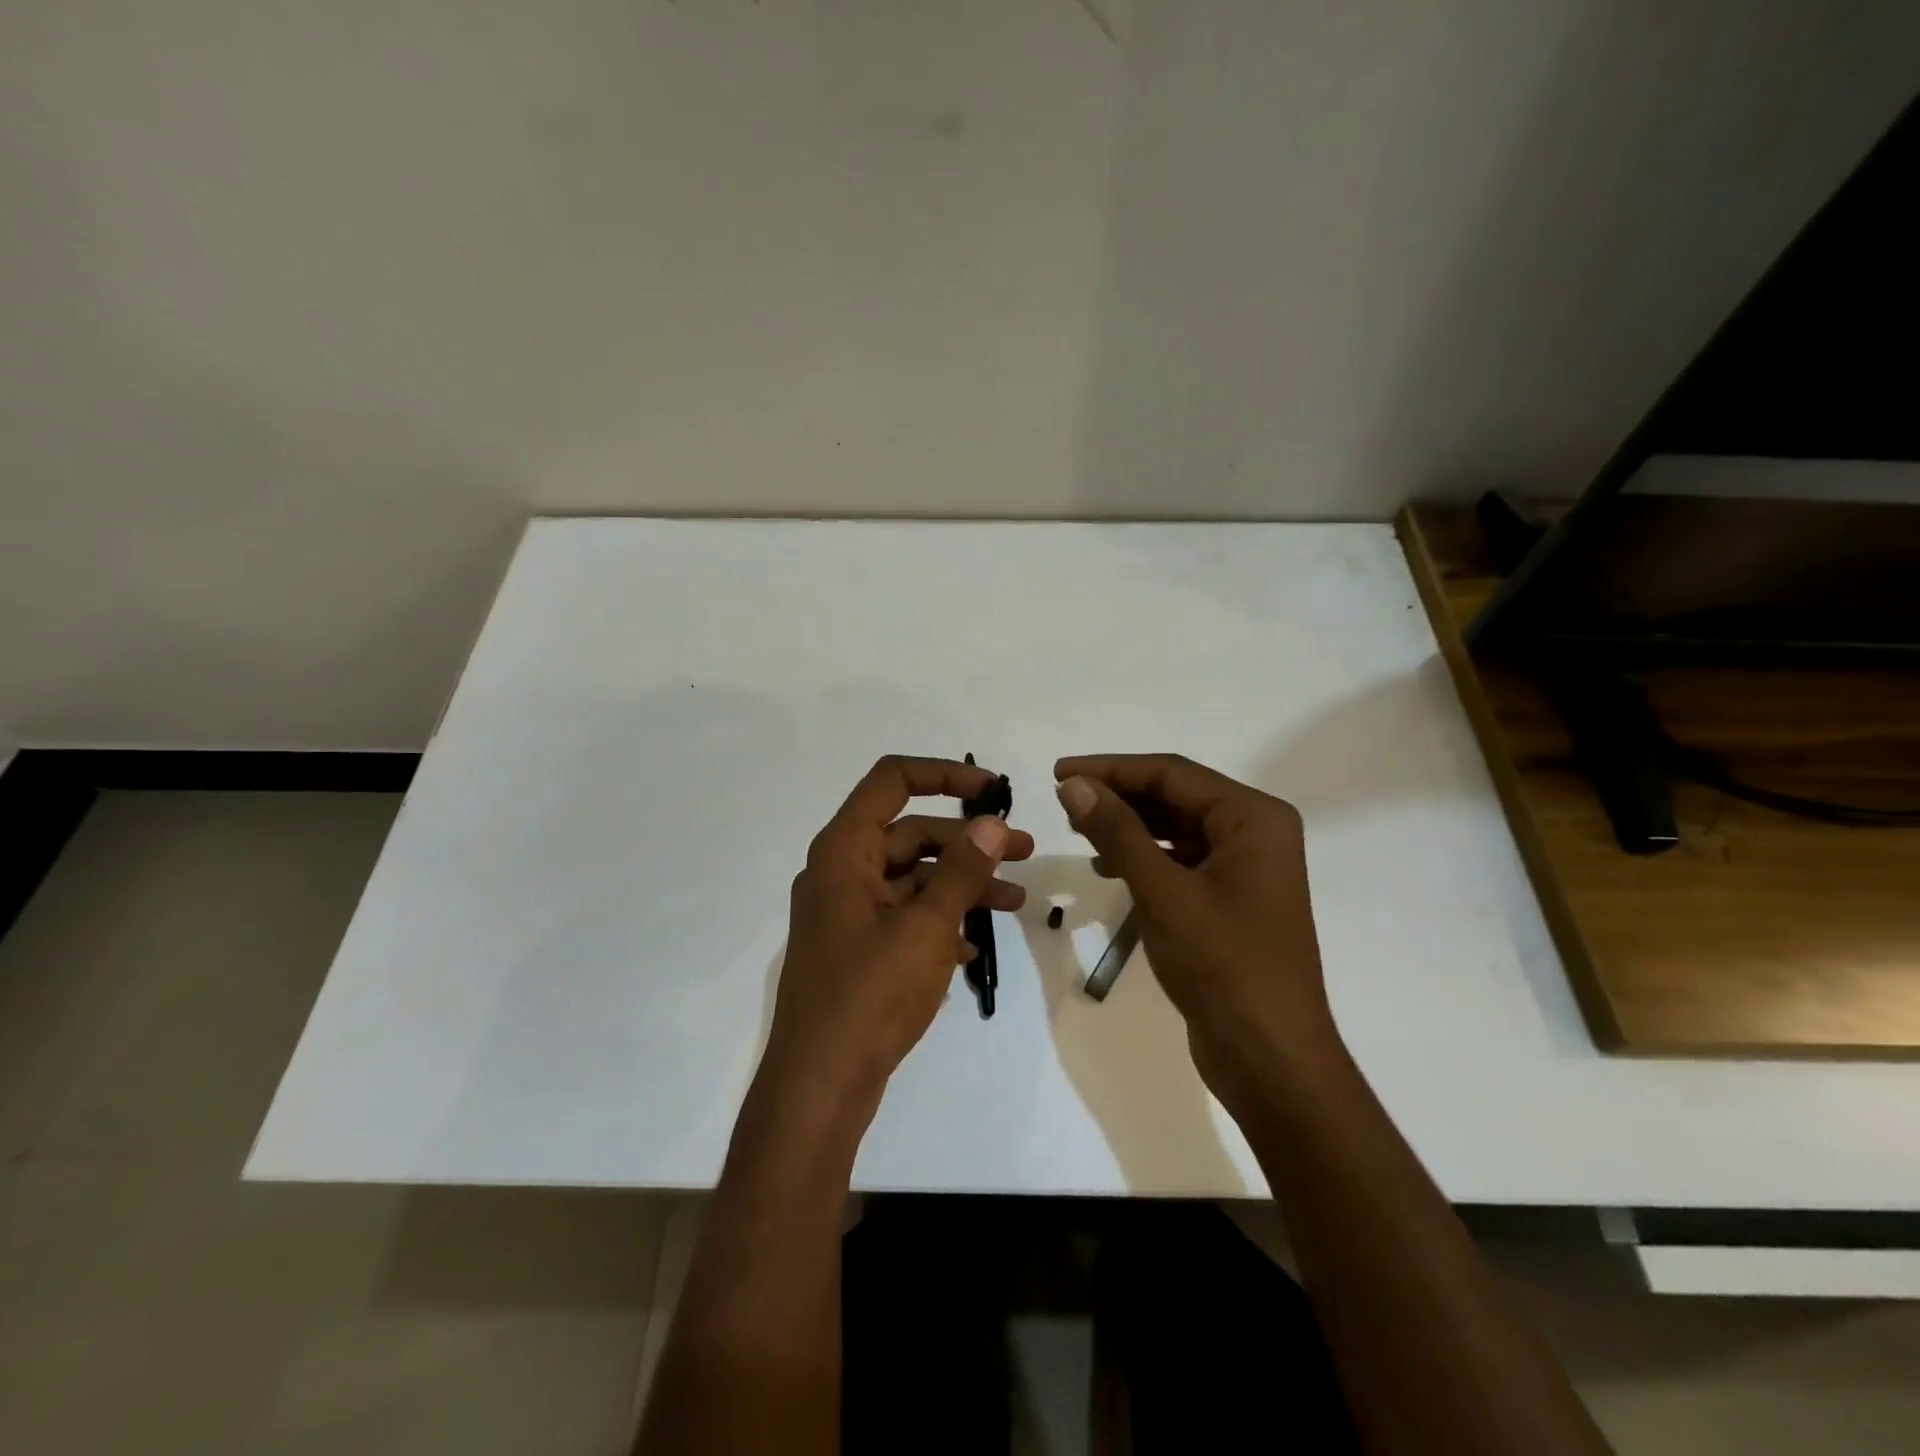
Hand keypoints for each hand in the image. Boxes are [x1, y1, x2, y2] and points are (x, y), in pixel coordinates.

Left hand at [762, 756, 1034, 1115]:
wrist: (821, 1085)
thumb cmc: (871, 994)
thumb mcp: (926, 926)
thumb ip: (962, 870)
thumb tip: (992, 824)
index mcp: (845, 851)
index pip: (892, 781)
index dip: (944, 774)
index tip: (993, 791)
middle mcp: (841, 872)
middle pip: (911, 834)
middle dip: (969, 842)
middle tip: (1026, 852)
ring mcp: (847, 912)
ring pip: (913, 879)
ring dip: (963, 884)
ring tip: (1017, 902)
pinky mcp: (857, 948)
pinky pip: (904, 916)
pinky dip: (940, 921)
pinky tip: (975, 946)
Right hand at [1054, 754, 1342, 1111]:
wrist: (1270, 1057)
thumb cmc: (1222, 965)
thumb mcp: (1162, 891)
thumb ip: (1117, 831)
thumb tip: (1074, 785)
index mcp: (1254, 818)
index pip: (1172, 774)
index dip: (1111, 769)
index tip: (1059, 773)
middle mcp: (1256, 832)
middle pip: (1175, 796)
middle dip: (1119, 796)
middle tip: (1063, 801)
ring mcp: (1246, 867)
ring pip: (1176, 828)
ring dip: (1128, 825)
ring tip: (1078, 828)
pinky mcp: (1232, 898)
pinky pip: (1181, 859)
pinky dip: (1144, 857)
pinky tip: (1108, 866)